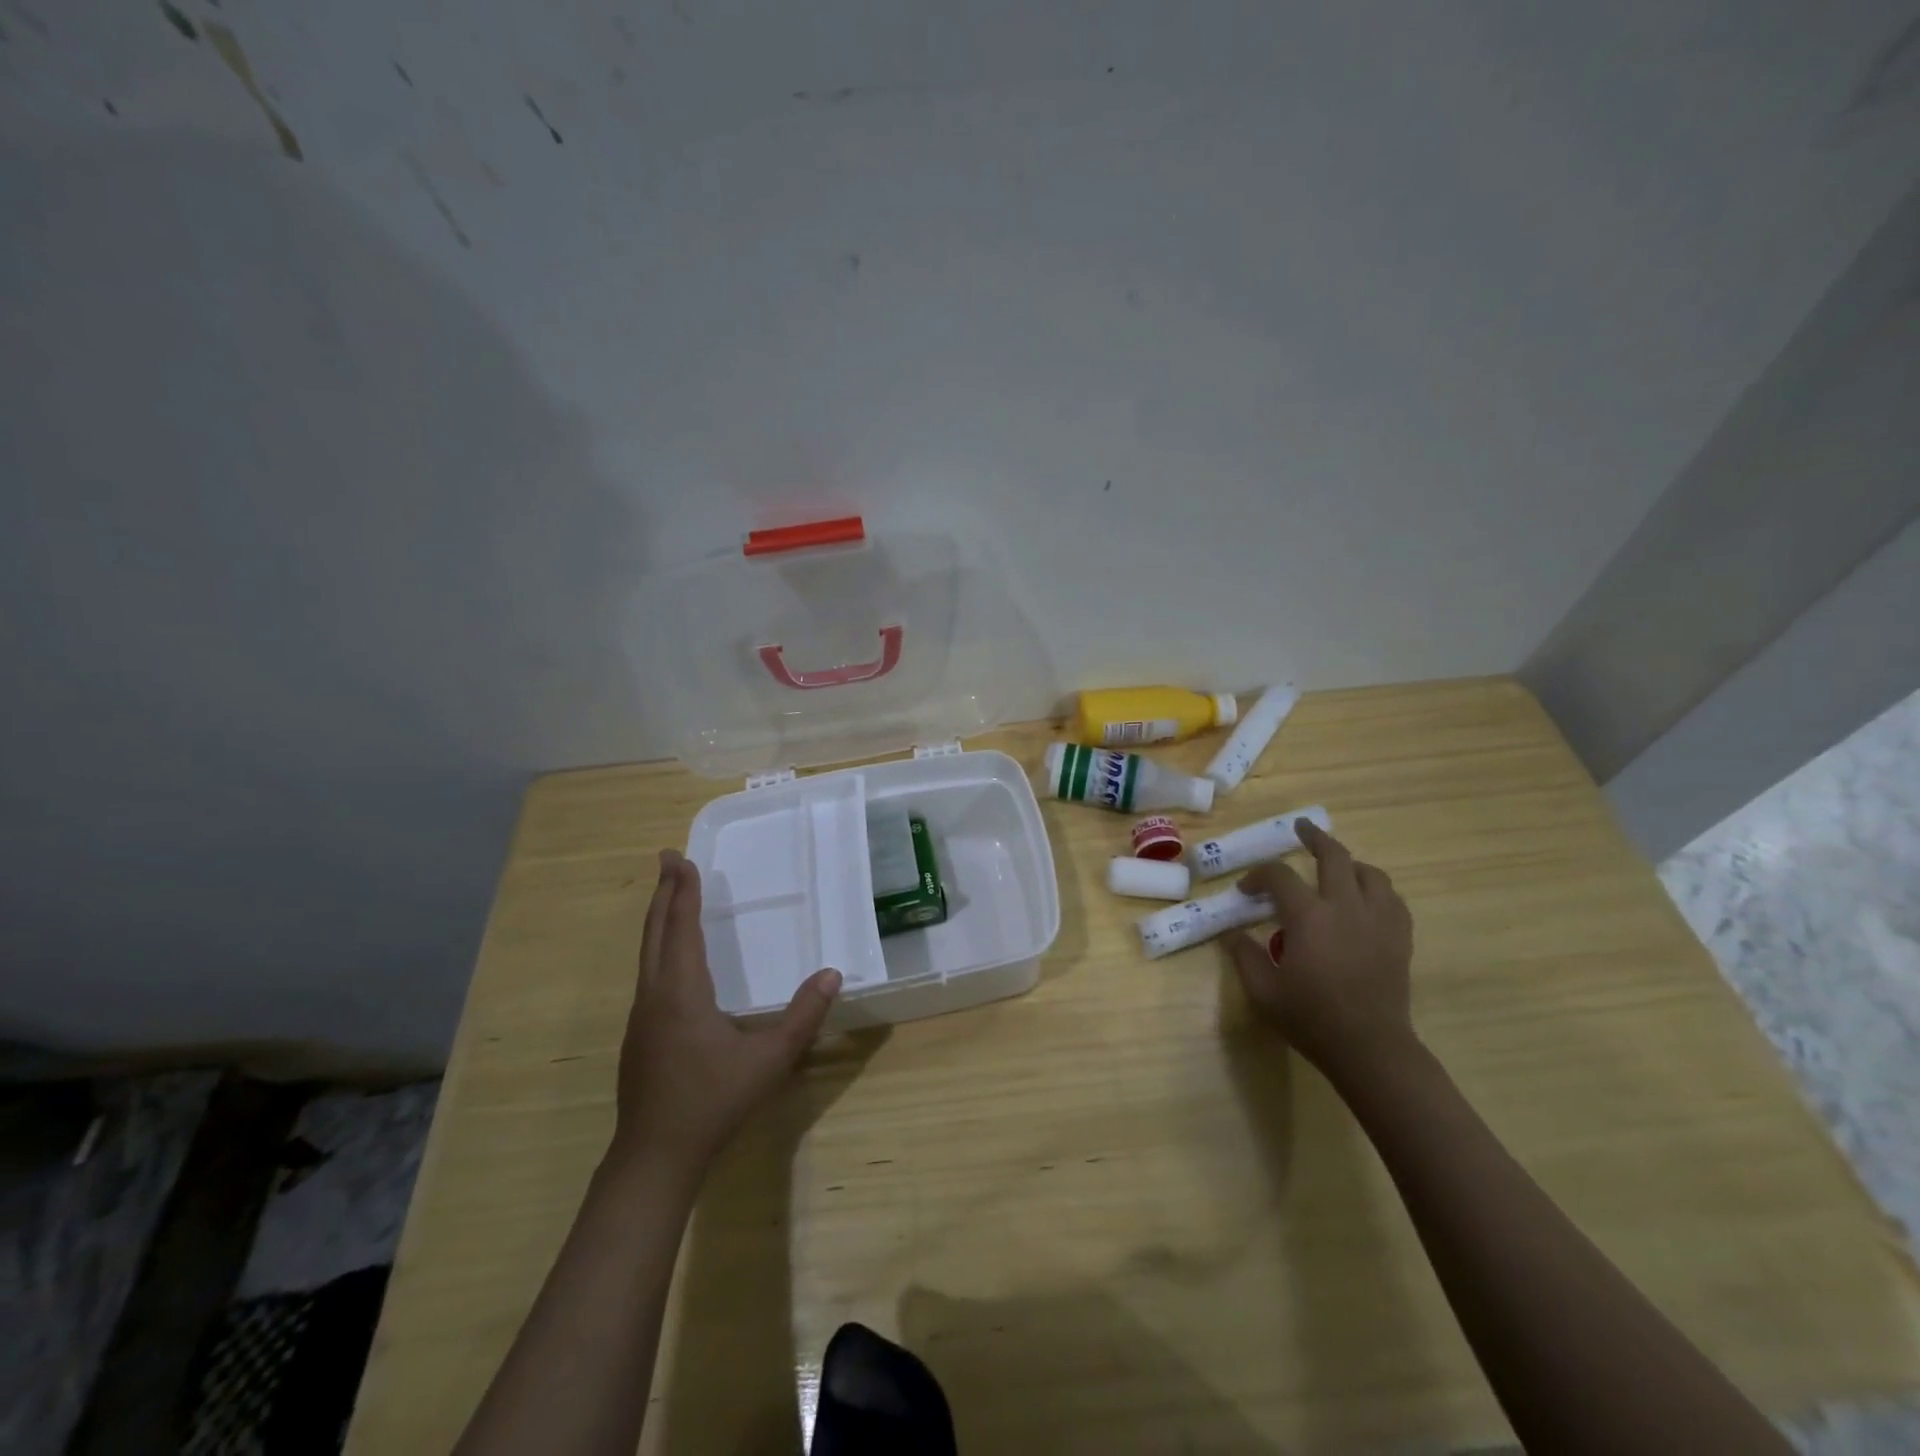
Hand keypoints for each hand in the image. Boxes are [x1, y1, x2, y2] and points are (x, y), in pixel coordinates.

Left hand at [609, 849, 841, 1178]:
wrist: (654, 1157)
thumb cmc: (713, 1102)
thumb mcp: (769, 1060)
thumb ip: (804, 1016)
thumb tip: (833, 974)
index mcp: (681, 992)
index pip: (681, 928)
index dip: (683, 891)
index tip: (680, 858)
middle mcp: (655, 995)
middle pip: (656, 932)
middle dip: (664, 893)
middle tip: (667, 859)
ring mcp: (641, 1017)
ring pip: (648, 953)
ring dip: (660, 919)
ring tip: (671, 897)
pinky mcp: (639, 1036)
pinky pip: (649, 974)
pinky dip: (659, 946)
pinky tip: (671, 958)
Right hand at [1224, 819, 1415, 1088]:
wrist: (1370, 1049)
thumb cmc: (1312, 1018)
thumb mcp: (1263, 990)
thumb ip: (1244, 956)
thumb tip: (1234, 934)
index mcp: (1308, 917)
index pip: (1279, 876)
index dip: (1258, 876)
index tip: (1246, 890)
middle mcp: (1345, 907)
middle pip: (1333, 856)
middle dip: (1314, 837)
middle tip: (1301, 829)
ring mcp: (1378, 920)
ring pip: (1370, 873)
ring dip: (1349, 863)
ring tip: (1337, 867)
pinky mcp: (1399, 938)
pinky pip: (1392, 899)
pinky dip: (1375, 889)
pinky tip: (1365, 899)